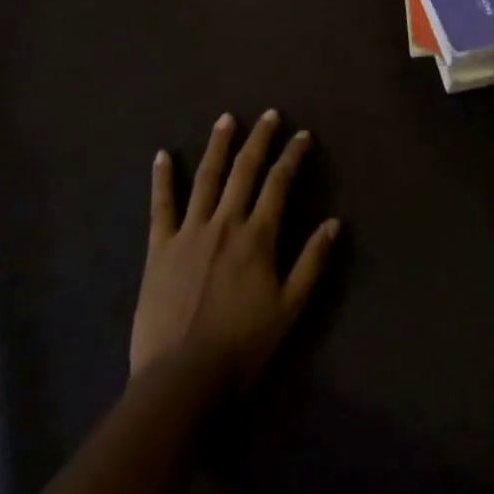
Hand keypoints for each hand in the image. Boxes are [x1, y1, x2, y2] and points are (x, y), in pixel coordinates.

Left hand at [130, 110, 340, 388]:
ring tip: (226, 120)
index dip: (292, 156)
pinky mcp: (159, 248)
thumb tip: (334, 222)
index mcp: (258, 236)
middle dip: (259, 139)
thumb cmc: (242, 345)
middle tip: (269, 115)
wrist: (181, 378)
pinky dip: (163, 179)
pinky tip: (163, 155)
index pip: (279, 184)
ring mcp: (189, 232)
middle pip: (244, 170)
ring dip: (218, 146)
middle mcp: (225, 223)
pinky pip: (161, 206)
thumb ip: (311, 261)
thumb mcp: (289, 307)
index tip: (302, 136)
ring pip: (206, 178)